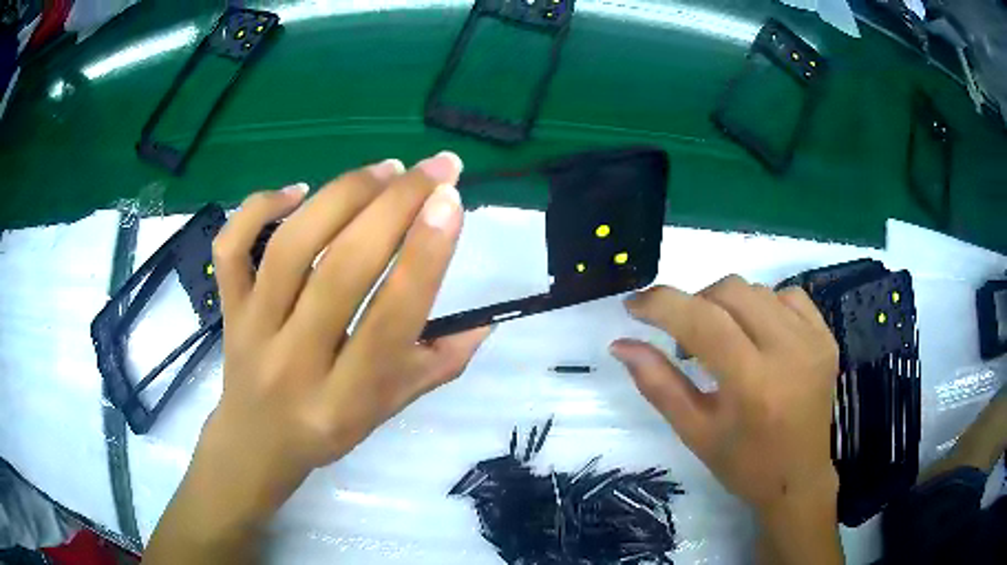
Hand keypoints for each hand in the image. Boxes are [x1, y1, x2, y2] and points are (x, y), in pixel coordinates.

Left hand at [146, 152, 489, 563]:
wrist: (257, 442)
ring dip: (342, 195)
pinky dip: (259, 207)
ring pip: (289, 248)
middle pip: (340, 269)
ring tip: (385, 170)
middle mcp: (295, 361)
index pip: (390, 319)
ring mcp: (252, 329)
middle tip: (436, 167)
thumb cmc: (328, 428)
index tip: (451, 201)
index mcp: (345, 399)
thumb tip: (486, 318)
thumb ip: (438, 365)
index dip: (424, 256)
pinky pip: (232, 247)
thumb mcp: (389, 410)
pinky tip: (298, 191)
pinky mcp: (228, 308)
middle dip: (394, 205)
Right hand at [611, 276, 841, 563]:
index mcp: (753, 384)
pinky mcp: (826, 336)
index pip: (703, 322)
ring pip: (757, 289)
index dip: (662, 304)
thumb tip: (621, 344)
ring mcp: (813, 340)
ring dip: (726, 305)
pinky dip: (762, 305)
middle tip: (685, 339)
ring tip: (722, 339)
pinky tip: (757, 334)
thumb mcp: (694, 431)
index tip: (634, 305)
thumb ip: (657, 383)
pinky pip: (788, 296)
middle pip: (730, 291)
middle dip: (695, 304)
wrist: (799, 478)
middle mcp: (789, 351)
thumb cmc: (743, 464)